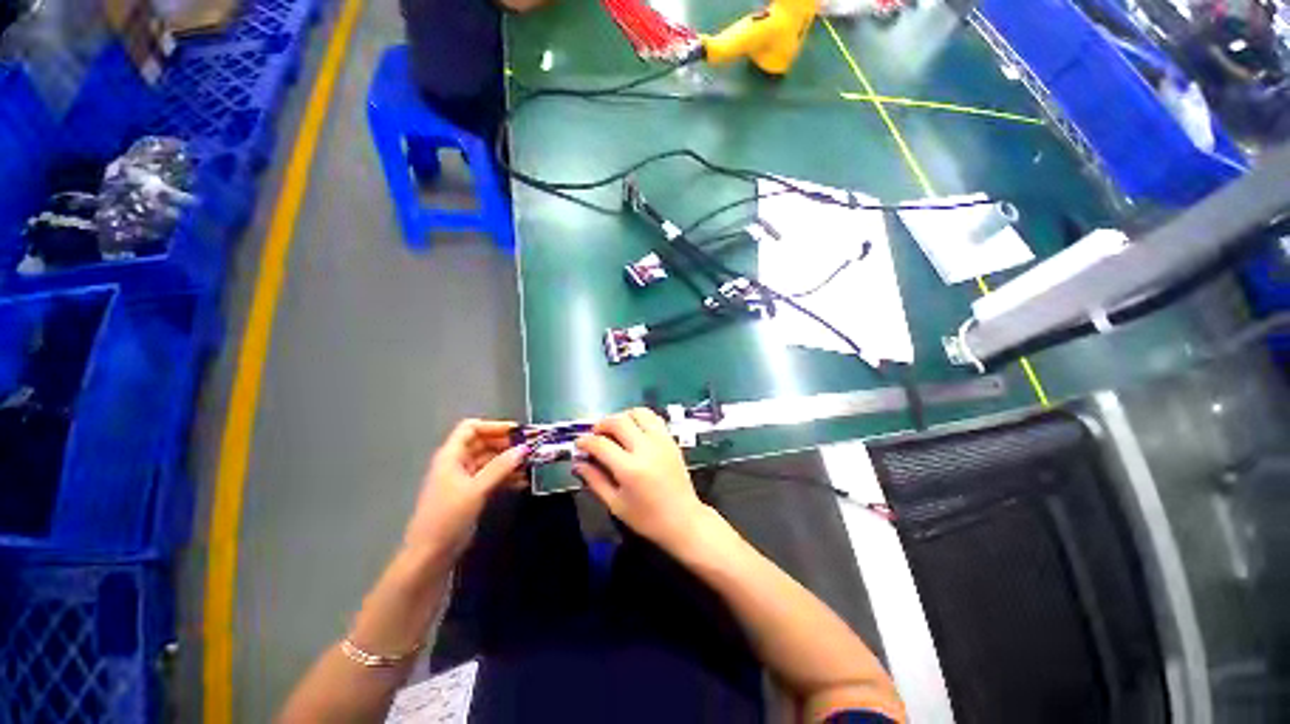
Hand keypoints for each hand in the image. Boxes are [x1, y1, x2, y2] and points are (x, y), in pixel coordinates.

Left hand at [403, 419, 527, 561]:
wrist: (429, 555)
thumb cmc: (447, 517)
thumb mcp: (476, 489)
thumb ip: (500, 467)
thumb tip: (524, 448)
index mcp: (451, 456)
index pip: (471, 428)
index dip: (494, 426)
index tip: (518, 432)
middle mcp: (457, 463)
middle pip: (483, 443)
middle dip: (506, 444)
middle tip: (530, 448)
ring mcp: (464, 479)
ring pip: (489, 460)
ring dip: (509, 461)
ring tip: (531, 464)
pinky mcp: (470, 493)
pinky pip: (491, 477)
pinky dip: (506, 476)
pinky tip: (522, 481)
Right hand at [574, 408, 708, 553]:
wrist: (683, 520)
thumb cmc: (647, 518)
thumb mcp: (615, 504)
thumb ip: (595, 480)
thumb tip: (578, 463)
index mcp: (630, 469)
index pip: (601, 444)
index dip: (585, 441)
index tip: (579, 444)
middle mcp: (646, 449)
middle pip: (619, 421)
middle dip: (602, 424)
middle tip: (595, 434)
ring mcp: (661, 441)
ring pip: (639, 413)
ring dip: (622, 417)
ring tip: (615, 430)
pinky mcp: (671, 440)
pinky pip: (654, 418)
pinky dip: (640, 419)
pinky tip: (634, 431)